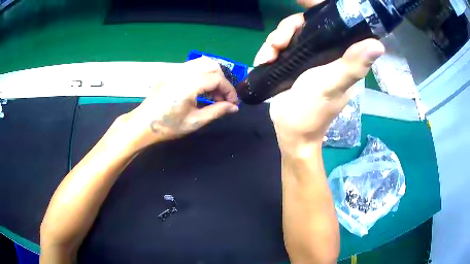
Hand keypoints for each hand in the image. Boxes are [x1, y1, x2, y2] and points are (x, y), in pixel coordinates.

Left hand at [118, 58, 238, 152]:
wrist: (143, 124)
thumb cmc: (168, 126)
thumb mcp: (195, 121)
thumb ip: (217, 111)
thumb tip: (234, 107)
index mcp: (189, 83)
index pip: (217, 79)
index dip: (229, 90)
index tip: (232, 103)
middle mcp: (183, 71)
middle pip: (212, 66)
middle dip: (222, 81)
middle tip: (222, 98)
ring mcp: (175, 70)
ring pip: (202, 63)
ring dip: (212, 75)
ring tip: (212, 93)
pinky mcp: (170, 72)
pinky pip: (191, 66)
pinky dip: (201, 74)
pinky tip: (199, 89)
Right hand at [254, 12, 384, 154]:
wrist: (290, 131)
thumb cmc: (313, 111)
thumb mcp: (332, 85)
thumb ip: (352, 64)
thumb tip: (378, 45)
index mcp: (340, 53)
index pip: (335, 22)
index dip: (321, 7)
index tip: (302, 1)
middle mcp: (325, 51)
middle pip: (305, 23)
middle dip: (287, 29)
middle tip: (277, 44)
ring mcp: (306, 55)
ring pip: (289, 33)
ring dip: (274, 41)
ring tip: (267, 56)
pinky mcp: (291, 62)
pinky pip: (278, 45)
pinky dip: (268, 50)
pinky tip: (263, 60)